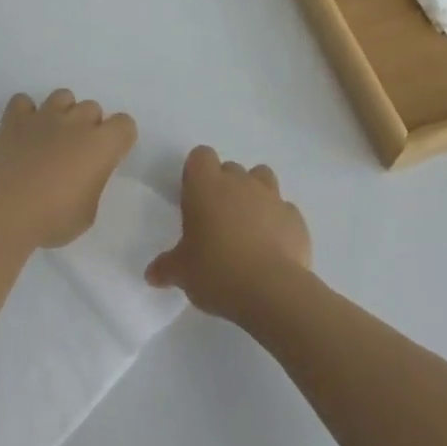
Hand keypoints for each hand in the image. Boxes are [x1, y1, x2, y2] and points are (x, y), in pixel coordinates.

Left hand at [0, 89, 137, 250]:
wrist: (4, 212)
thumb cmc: (53, 218)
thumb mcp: (87, 214)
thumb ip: (92, 185)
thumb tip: (83, 178)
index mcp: (101, 144)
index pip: (125, 124)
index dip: (120, 139)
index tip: (110, 157)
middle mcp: (76, 122)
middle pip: (93, 108)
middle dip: (89, 126)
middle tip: (77, 154)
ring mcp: (44, 116)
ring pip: (63, 96)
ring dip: (62, 113)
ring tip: (52, 137)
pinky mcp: (15, 120)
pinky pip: (23, 102)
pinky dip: (25, 113)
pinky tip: (23, 132)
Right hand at [146, 146, 311, 324]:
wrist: (272, 290)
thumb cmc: (217, 271)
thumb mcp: (182, 273)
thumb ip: (166, 267)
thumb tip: (151, 274)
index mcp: (206, 185)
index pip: (200, 156)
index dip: (197, 173)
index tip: (194, 197)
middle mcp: (239, 181)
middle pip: (230, 168)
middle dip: (225, 186)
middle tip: (217, 220)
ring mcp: (271, 196)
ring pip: (261, 177)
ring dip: (254, 194)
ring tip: (248, 225)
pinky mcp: (295, 217)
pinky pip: (284, 209)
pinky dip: (278, 221)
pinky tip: (273, 246)